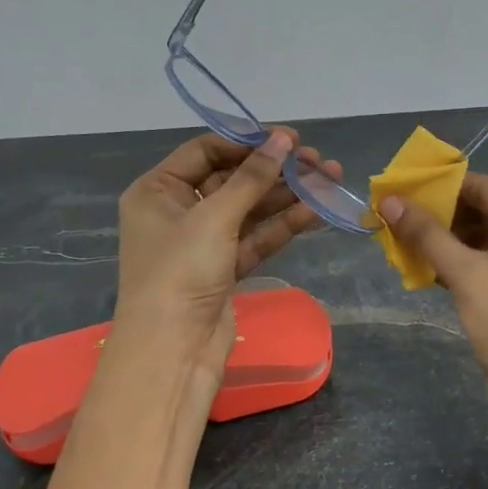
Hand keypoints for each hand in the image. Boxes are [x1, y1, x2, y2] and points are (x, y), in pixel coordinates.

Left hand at [113, 128, 341, 386]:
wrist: (173, 350)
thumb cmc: (180, 272)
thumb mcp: (214, 217)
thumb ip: (252, 177)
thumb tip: (282, 139)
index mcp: (157, 190)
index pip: (205, 151)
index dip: (247, 141)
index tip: (289, 138)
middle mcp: (178, 211)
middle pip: (232, 179)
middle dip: (275, 170)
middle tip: (317, 161)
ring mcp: (203, 242)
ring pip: (250, 209)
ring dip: (287, 195)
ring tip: (330, 179)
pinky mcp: (225, 268)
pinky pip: (256, 237)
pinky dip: (283, 224)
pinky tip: (316, 210)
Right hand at [378, 173, 487, 458]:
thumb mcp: (465, 272)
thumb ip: (426, 233)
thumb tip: (388, 200)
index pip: (484, 187)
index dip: (438, 187)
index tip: (398, 190)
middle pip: (484, 213)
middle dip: (439, 218)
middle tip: (392, 219)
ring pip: (484, 243)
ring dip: (445, 244)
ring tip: (400, 243)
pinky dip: (460, 267)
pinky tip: (424, 270)